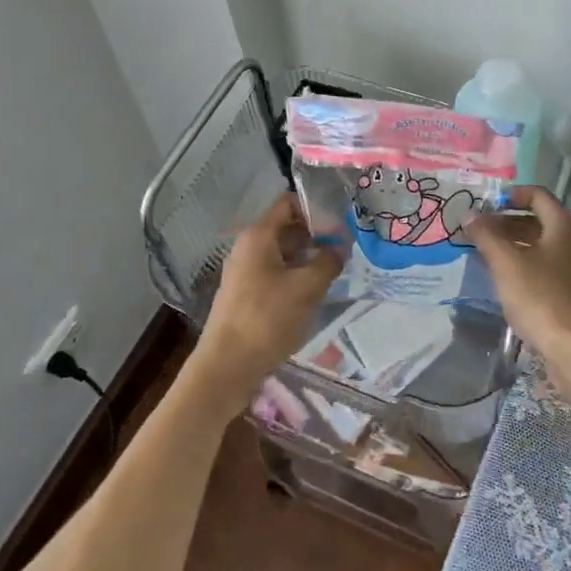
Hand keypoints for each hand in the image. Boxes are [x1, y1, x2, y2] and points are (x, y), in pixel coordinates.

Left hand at [188, 192, 343, 411]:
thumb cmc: (267, 319)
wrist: (226, 367)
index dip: (315, 207)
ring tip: (334, 270)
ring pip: (282, 252)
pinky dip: (295, 275)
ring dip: (307, 257)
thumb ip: (328, 261)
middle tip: (344, 247)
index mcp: (258, 236)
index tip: (339, 222)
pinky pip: (275, 273)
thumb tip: (340, 247)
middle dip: (316, 234)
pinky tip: (313, 292)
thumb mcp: (307, 287)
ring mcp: (244, 272)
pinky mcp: (245, 294)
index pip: (288, 203)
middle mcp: (248, 247)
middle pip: (286, 227)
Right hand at [467, 187, 570, 396]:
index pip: (538, 195)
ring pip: (545, 248)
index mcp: (565, 226)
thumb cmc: (542, 298)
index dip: (511, 195)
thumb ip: (486, 235)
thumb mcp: (506, 263)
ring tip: (488, 258)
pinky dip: (529, 268)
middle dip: (509, 224)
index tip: (486, 206)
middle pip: (541, 221)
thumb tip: (470, 214)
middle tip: (480, 233)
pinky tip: (509, 285)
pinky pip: (551, 270)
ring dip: (517, 247)